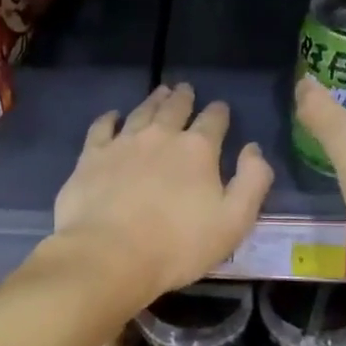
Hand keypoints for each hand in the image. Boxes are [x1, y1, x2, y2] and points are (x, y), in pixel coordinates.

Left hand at [53, 83, 273, 297]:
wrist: (111, 255)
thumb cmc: (179, 245)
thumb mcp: (234, 221)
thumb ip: (251, 182)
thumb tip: (253, 149)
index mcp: (197, 150)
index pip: (213, 121)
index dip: (219, 113)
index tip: (221, 107)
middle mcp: (161, 136)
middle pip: (175, 109)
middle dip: (183, 98)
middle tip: (185, 89)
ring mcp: (123, 143)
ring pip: (141, 112)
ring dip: (153, 101)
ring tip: (159, 92)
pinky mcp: (92, 157)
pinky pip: (102, 127)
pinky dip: (109, 118)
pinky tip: (113, 116)